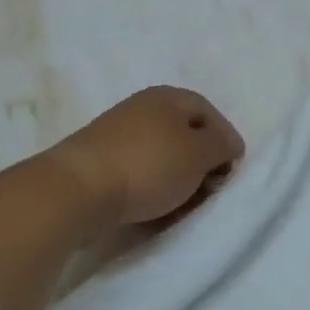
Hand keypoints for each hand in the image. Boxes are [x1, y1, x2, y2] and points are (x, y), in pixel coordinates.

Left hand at [50, 86, 244, 228]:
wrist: (78, 190)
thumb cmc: (148, 165)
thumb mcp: (199, 153)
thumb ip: (222, 145)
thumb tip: (227, 144)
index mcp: (167, 97)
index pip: (208, 112)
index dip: (226, 139)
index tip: (231, 171)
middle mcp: (142, 109)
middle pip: (184, 135)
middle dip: (202, 165)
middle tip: (209, 192)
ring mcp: (118, 136)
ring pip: (162, 158)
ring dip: (178, 183)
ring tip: (184, 208)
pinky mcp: (101, 163)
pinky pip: (139, 175)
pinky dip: (153, 191)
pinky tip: (156, 212)